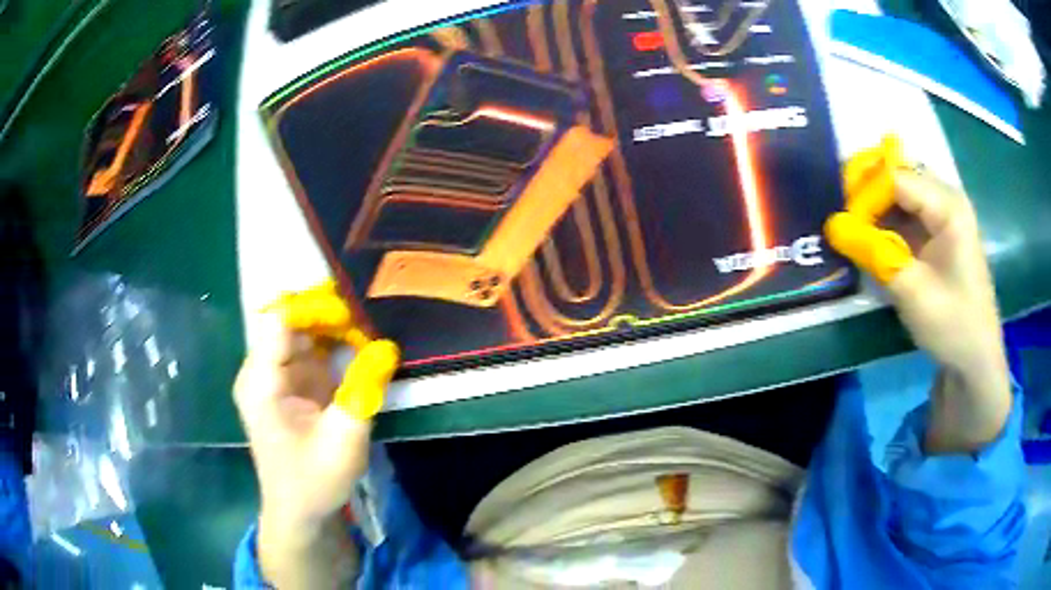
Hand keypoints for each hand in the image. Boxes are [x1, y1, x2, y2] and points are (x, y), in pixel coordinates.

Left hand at [233, 280, 398, 586]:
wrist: (300, 512)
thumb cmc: (314, 481)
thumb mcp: (344, 441)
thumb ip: (362, 391)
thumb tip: (388, 347)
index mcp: (262, 382)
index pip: (281, 321)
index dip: (317, 308)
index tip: (356, 313)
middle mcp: (262, 371)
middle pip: (292, 321)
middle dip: (331, 314)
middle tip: (372, 317)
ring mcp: (276, 376)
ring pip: (304, 331)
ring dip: (335, 327)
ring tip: (371, 328)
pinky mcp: (290, 384)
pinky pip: (311, 350)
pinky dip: (335, 344)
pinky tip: (361, 345)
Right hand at [825, 137, 1011, 452]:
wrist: (976, 359)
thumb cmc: (953, 326)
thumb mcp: (913, 292)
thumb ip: (874, 253)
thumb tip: (832, 226)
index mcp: (949, 207)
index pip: (897, 179)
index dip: (866, 194)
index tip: (842, 223)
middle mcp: (946, 200)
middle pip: (898, 177)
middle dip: (867, 193)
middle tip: (842, 217)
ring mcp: (943, 215)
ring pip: (900, 193)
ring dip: (875, 207)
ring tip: (852, 227)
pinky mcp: (938, 233)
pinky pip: (906, 214)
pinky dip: (886, 222)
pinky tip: (871, 238)